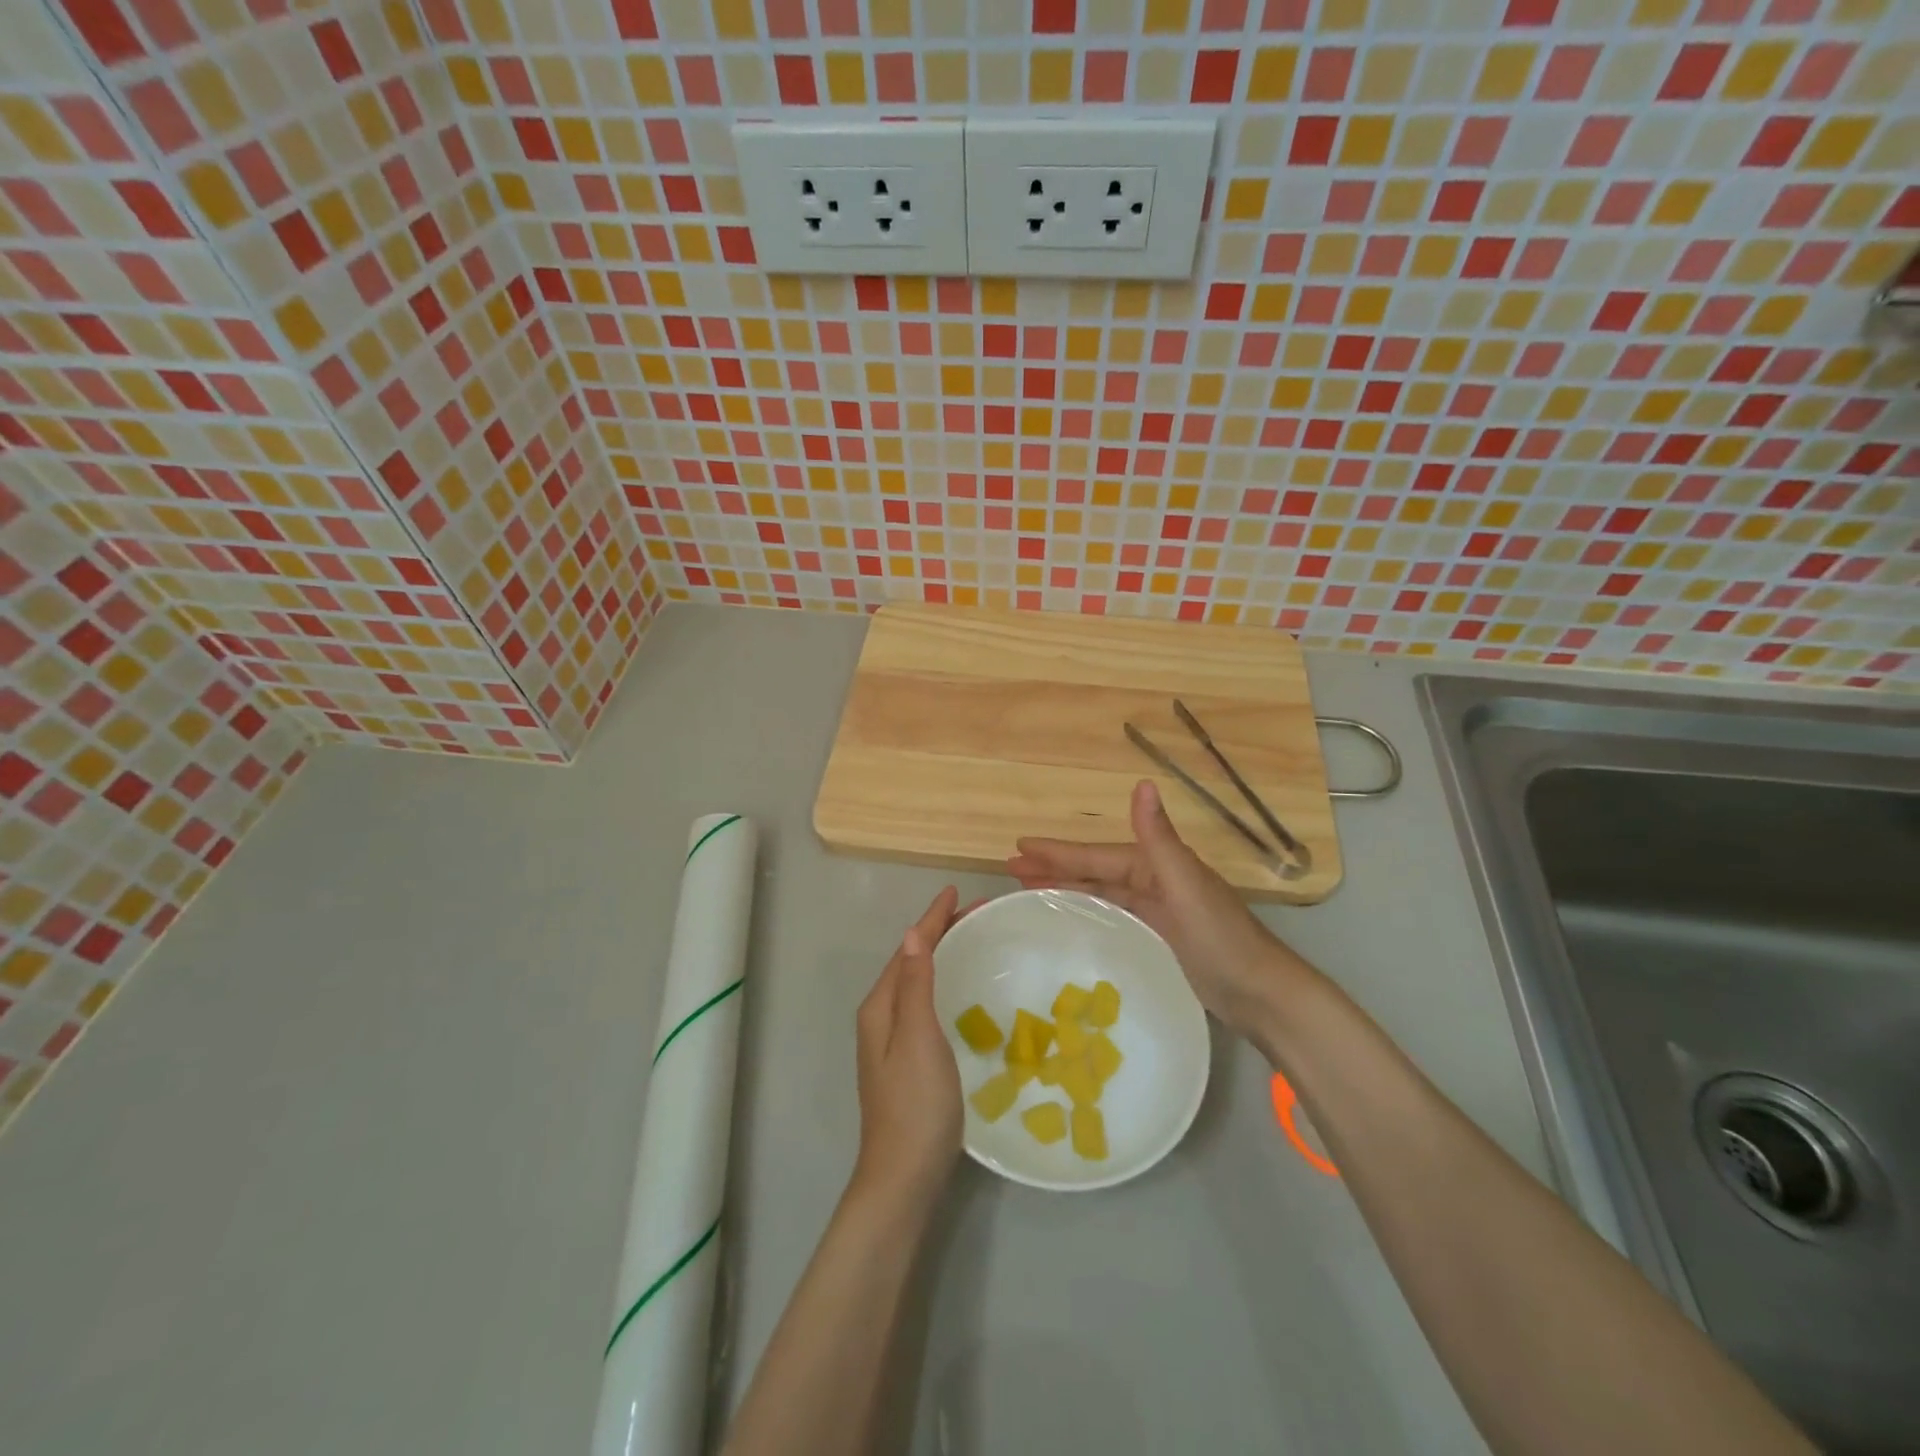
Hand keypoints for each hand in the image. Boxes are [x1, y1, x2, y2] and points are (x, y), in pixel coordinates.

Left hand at [851, 887, 967, 1209]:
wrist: (904, 1176)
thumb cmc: (915, 1103)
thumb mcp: (917, 1037)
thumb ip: (914, 985)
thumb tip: (912, 934)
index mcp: (880, 1007)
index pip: (909, 949)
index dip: (932, 918)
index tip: (957, 891)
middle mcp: (882, 1018)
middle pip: (911, 962)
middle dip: (940, 932)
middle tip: (977, 913)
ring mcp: (892, 1041)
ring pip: (918, 982)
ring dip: (942, 955)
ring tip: (972, 939)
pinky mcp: (908, 1060)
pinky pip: (925, 1003)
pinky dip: (944, 983)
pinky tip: (962, 991)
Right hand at [1007, 779, 1320, 1045]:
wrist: (1261, 993)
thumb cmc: (1220, 938)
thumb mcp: (1185, 885)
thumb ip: (1158, 838)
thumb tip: (1142, 783)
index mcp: (1156, 865)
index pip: (1096, 855)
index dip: (1057, 851)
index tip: (1019, 846)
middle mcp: (1154, 881)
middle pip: (1094, 871)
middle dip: (1054, 867)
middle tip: (1011, 868)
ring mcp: (1158, 911)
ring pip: (1101, 893)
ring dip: (1066, 888)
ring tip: (1028, 890)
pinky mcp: (1160, 937)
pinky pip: (1113, 916)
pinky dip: (1089, 911)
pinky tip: (1072, 918)